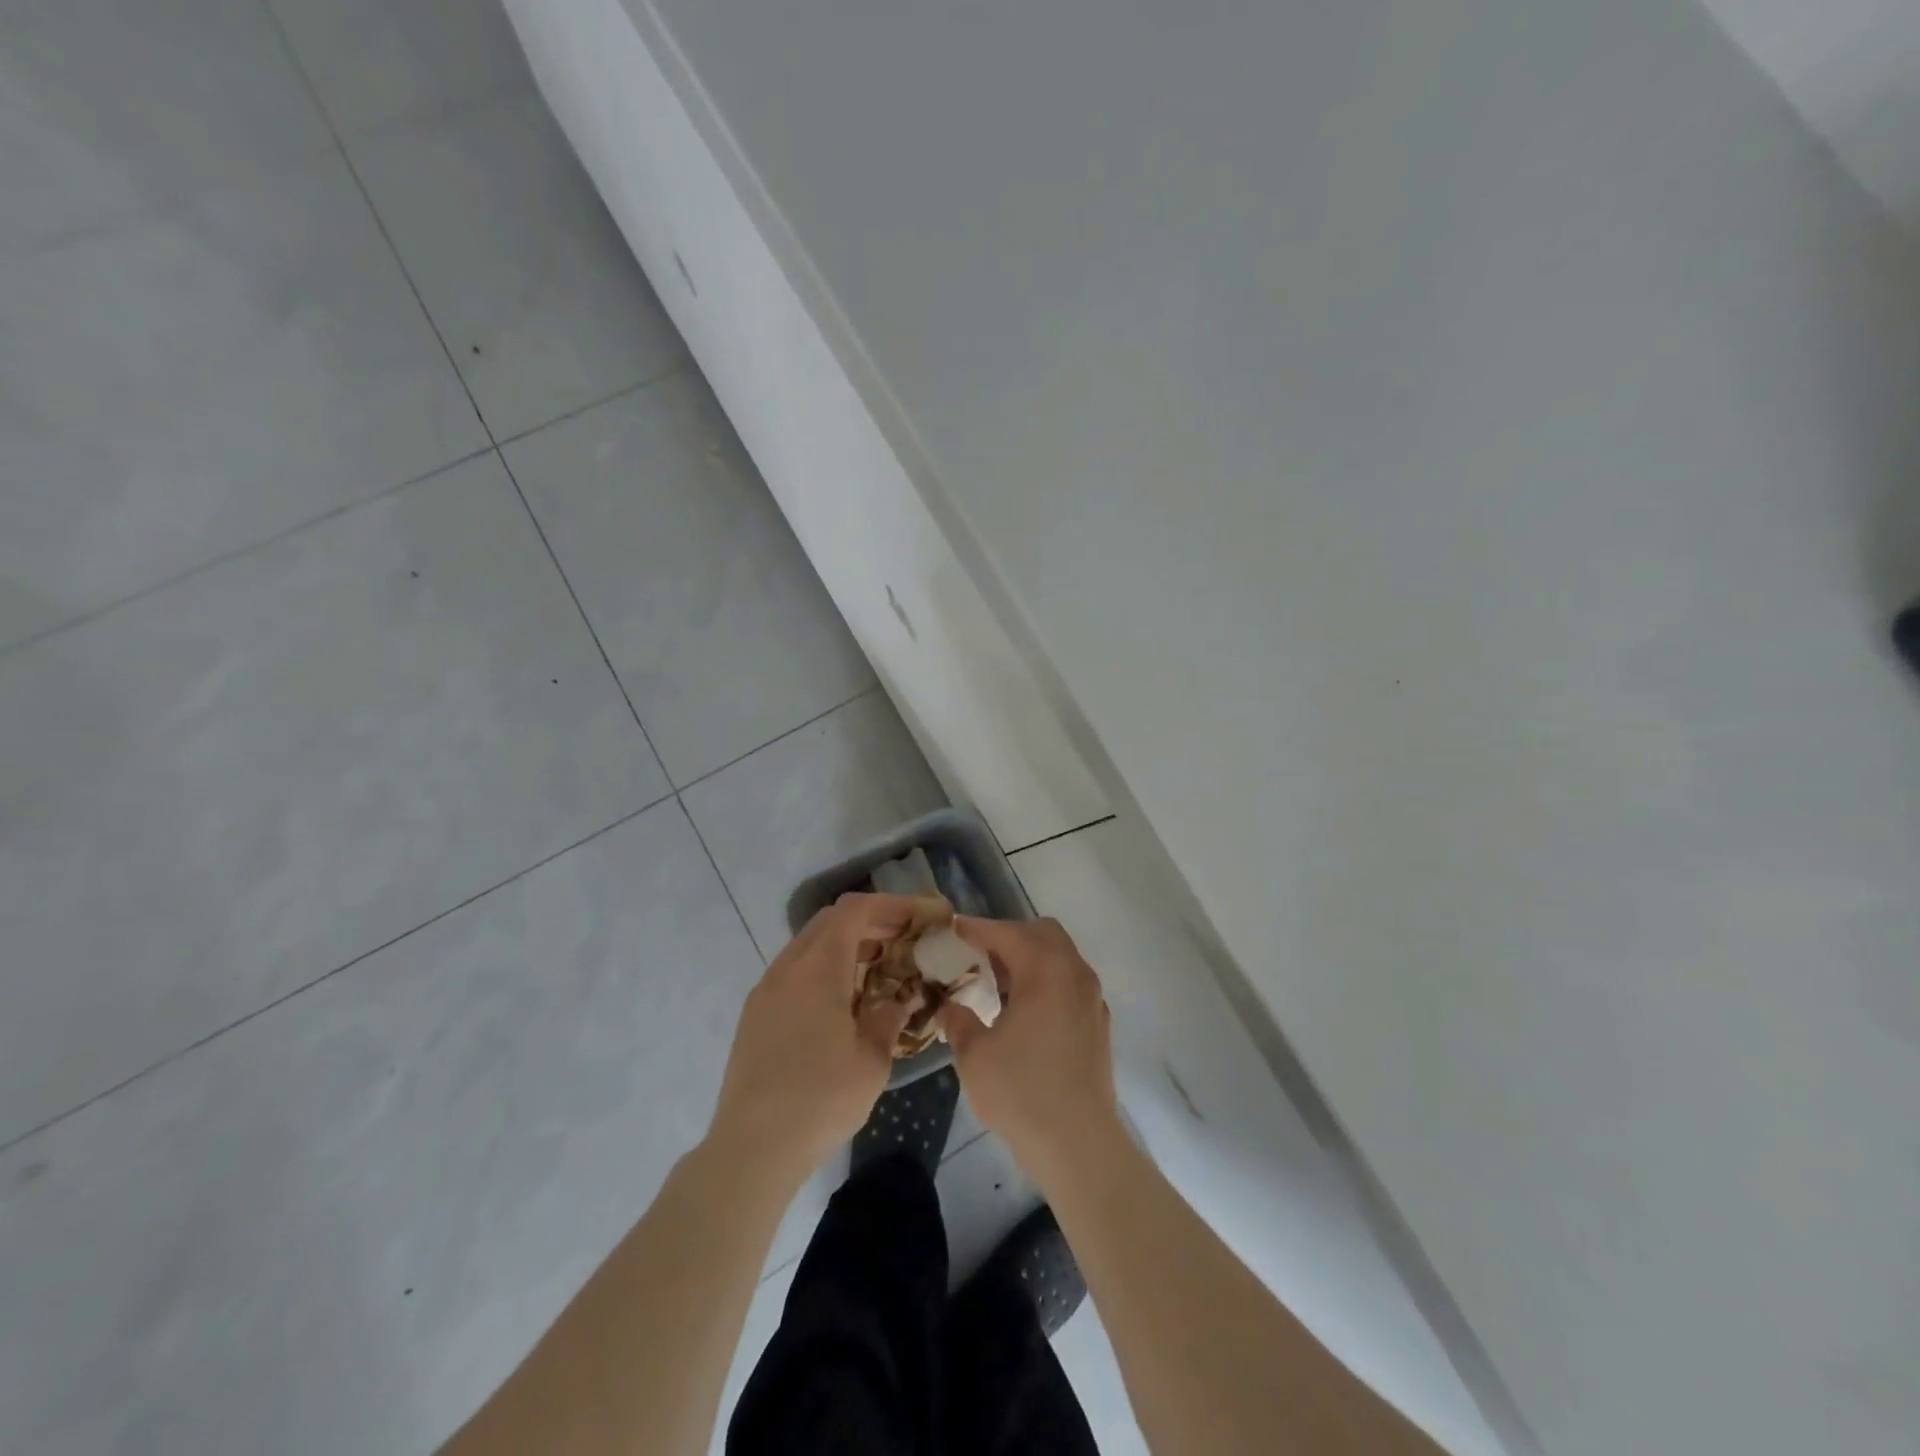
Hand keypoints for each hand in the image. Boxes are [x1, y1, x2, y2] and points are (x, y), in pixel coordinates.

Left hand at [708, 894, 917, 1179]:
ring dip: (844, 946)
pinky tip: (842, 1001)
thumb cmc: (820, 1100)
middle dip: (869, 923)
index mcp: (818, 968)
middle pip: (829, 921)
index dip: (890, 906)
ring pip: (809, 945)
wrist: (752, 1148)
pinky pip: (794, 971)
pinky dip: (823, 968)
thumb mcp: (872, 1061)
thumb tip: (897, 999)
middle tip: (902, 941)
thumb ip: (888, 1018)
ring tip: (878, 969)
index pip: (854, 911)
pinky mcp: (754, 1014)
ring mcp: (766, 990)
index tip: (918, 918)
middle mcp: (787, 967)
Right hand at [942, 916, 1119, 1181]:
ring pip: (1062, 957)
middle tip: (980, 956)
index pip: (1007, 932)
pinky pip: (1071, 983)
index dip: (977, 929)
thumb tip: (949, 1007)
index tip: (953, 931)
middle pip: (1043, 934)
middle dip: (1010, 936)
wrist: (1078, 1144)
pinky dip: (1048, 982)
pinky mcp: (1099, 1024)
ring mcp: (1092, 999)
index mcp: (1045, 970)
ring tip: (999, 983)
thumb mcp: (974, 1055)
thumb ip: (958, 1021)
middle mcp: (1075, 974)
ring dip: (1031, 959)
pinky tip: (1026, 1012)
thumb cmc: (1021, 1092)